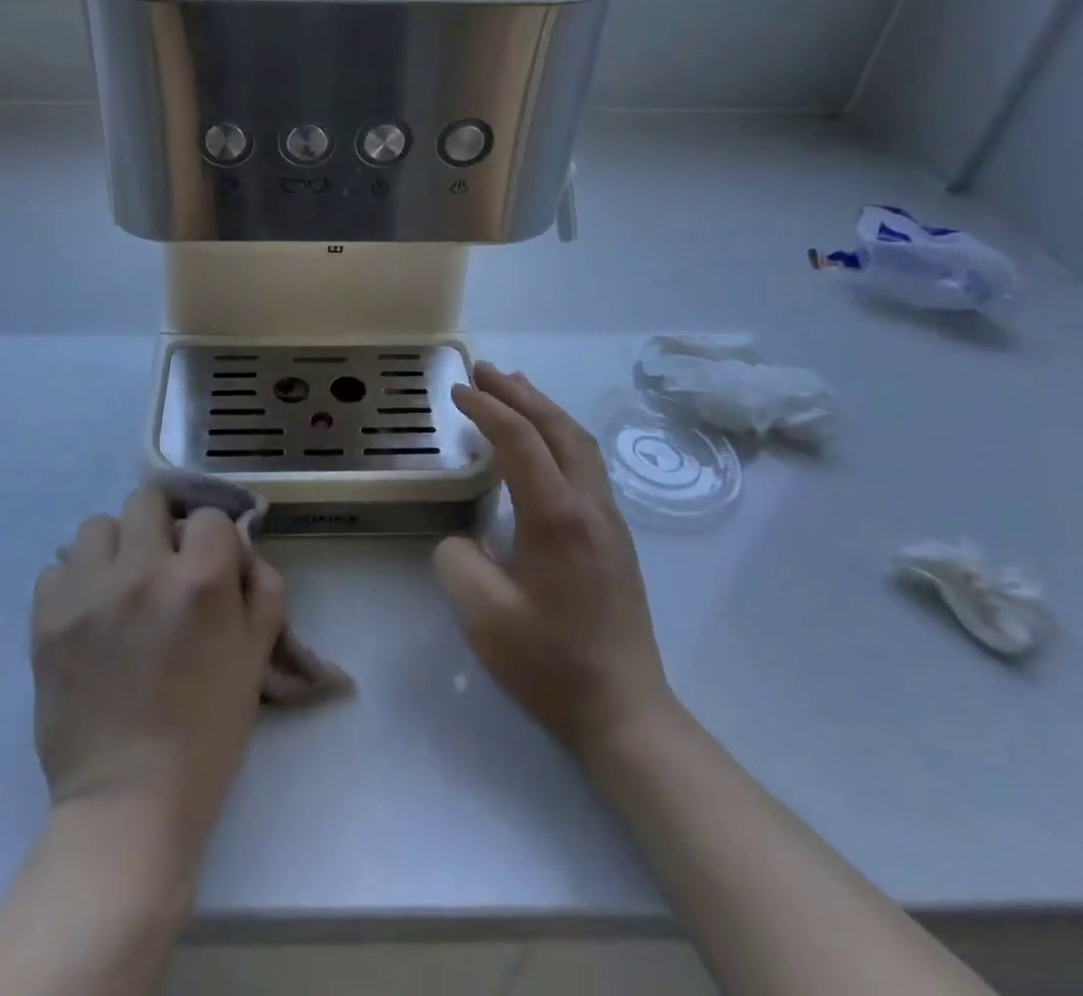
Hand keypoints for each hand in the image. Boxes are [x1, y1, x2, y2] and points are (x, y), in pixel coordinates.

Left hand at [32, 486, 284, 836]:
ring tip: (122, 584)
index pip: (208, 514)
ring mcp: (88, 592)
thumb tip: (240, 546)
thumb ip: (262, 586)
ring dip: (116, 546)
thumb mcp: (257, 655)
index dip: (214, 537)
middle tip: (164, 560)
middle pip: (147, 500)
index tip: (210, 562)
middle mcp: (142, 571)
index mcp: (200, 580)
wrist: (129, 798)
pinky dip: (76, 580)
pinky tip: (90, 612)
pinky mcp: (46, 619)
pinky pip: (57, 567)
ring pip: (97, 525)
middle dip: (162, 522)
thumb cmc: (206, 729)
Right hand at [436, 364, 676, 759]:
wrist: (625, 712)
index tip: (457, 391)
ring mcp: (609, 520)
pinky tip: (543, 443)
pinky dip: (559, 435)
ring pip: (578, 443)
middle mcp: (590, 506)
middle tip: (483, 370)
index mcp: (558, 517)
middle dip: (519, 393)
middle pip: (557, 428)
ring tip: (514, 387)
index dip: (487, 410)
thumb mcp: (483, 615)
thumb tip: (464, 537)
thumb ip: (457, 560)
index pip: (520, 441)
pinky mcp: (614, 537)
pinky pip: (585, 464)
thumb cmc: (551, 664)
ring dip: (544, 409)